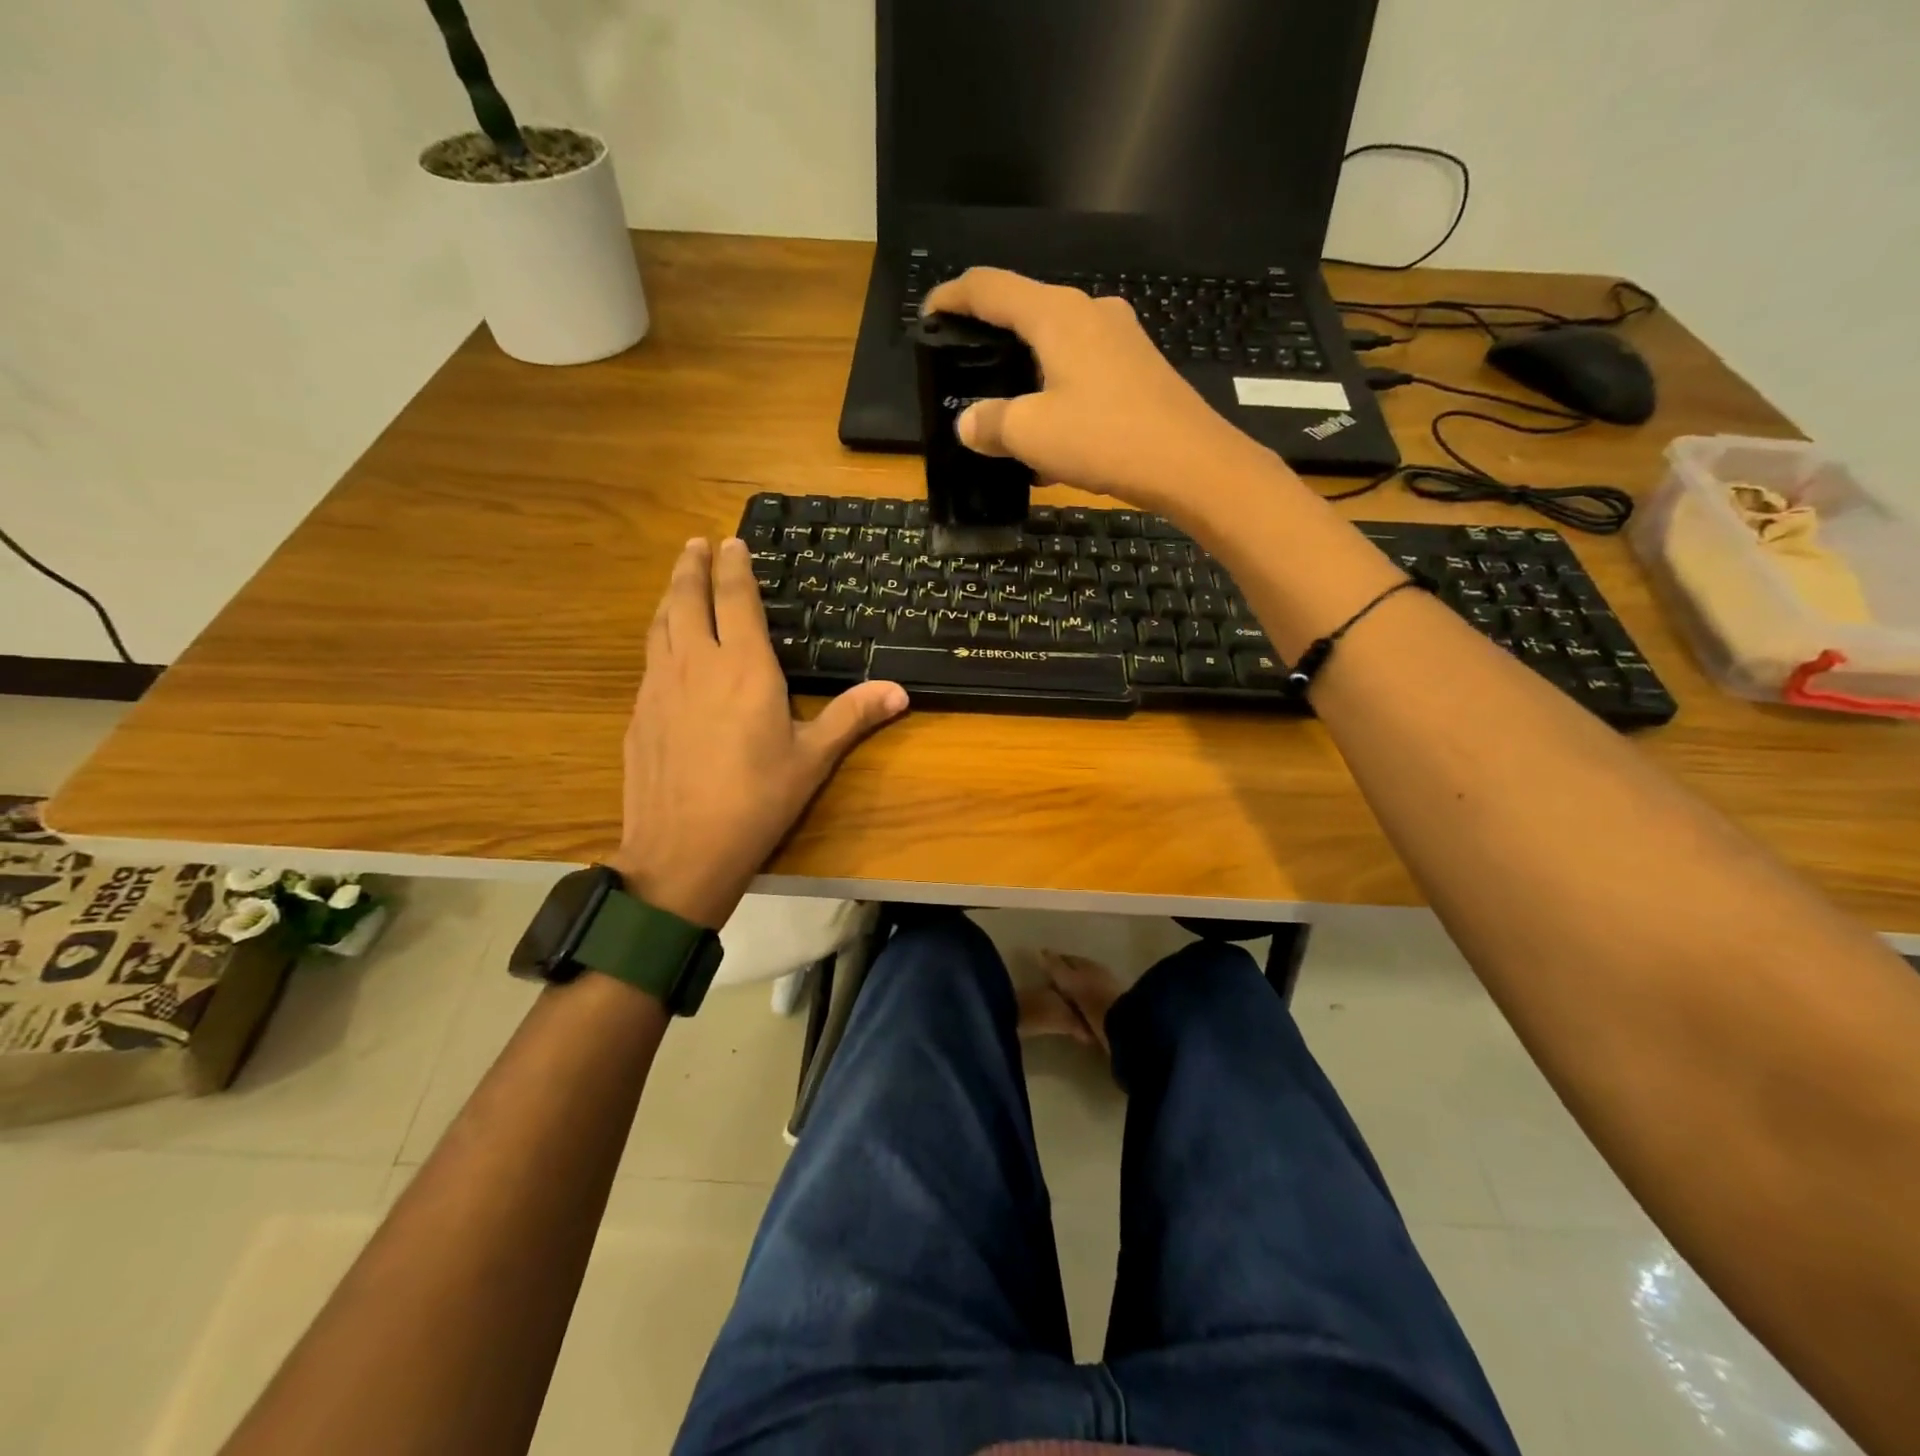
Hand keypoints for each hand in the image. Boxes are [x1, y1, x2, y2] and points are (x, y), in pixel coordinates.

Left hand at [610, 538, 908, 928]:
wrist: (682, 850)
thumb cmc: (757, 800)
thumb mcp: (813, 758)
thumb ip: (852, 716)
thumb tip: (900, 691)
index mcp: (744, 668)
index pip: (736, 600)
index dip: (734, 568)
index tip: (732, 542)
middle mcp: (697, 664)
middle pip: (688, 599)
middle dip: (693, 566)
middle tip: (696, 543)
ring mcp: (659, 687)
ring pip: (661, 624)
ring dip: (671, 594)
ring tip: (678, 579)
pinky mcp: (639, 713)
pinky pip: (650, 658)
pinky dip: (659, 635)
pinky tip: (665, 647)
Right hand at [921, 267, 1283, 519]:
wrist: (1190, 463)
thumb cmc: (1105, 438)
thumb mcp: (1032, 434)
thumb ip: (991, 423)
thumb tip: (968, 423)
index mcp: (1056, 314)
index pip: (990, 287)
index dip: (952, 296)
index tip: (928, 314)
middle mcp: (1089, 312)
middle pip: (1026, 312)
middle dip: (991, 339)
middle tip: (965, 369)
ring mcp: (1119, 339)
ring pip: (1056, 346)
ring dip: (1026, 374)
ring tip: (1005, 413)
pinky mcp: (1138, 369)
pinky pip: (1082, 371)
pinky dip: (1056, 394)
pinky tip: (1050, 437)